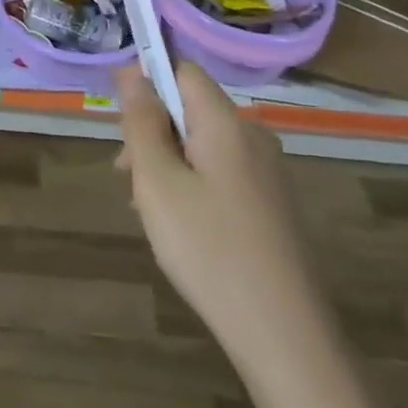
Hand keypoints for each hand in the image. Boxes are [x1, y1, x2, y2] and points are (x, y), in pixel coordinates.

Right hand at [114, 62, 312, 356]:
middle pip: (191, 108)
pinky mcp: (272, 204)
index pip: (183, 70)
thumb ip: (142, 122)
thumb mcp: (158, 183)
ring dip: (169, 162)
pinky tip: (182, 228)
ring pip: (203, 144)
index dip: (147, 83)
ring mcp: (268, 171)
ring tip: (148, 209)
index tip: (122, 124)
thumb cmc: (210, 251)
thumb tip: (133, 71)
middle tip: (128, 177)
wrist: (286, 337)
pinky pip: (222, 172)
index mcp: (226, 123)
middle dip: (153, 131)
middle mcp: (253, 136)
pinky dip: (193, 185)